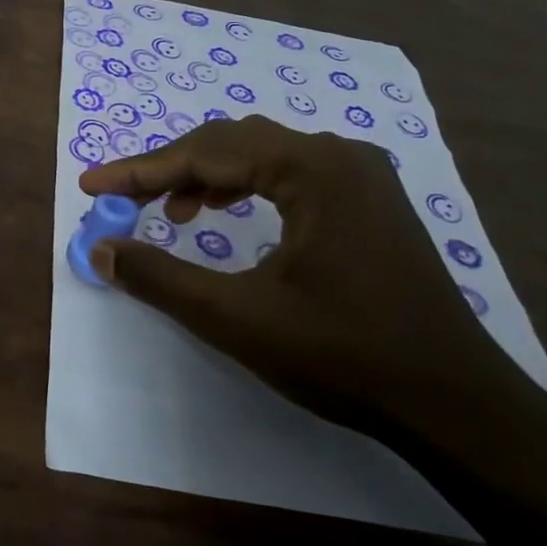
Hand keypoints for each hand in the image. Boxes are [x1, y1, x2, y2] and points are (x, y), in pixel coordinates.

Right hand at [78, 115, 524, 444]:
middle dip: (170, 169)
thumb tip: (102, 249)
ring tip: (170, 211)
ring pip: (260, 155)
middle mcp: (338, 155)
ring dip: (207, 176)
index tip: (93, 185)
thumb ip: (162, 277)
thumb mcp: (237, 318)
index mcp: (311, 168)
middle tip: (122, 198)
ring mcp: (361, 175)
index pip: (205, 153)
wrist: (453, 401)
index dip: (141, 169)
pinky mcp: (369, 200)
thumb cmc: (344, 355)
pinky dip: (245, 188)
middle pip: (231, 144)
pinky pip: (289, 174)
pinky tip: (226, 215)